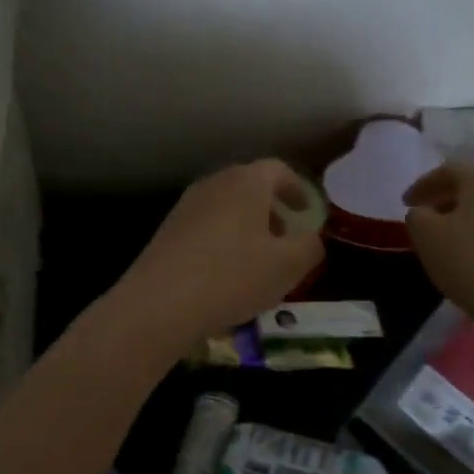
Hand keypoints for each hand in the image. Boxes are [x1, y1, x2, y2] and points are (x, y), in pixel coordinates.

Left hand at [111, 159, 325, 351]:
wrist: (161, 302)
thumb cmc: (233, 276)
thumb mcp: (287, 266)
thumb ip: (310, 247)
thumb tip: (312, 239)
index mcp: (246, 182)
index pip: (278, 170)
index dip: (296, 189)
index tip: (305, 210)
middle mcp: (214, 184)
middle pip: (249, 187)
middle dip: (270, 211)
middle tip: (284, 239)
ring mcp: (186, 206)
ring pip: (226, 209)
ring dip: (246, 228)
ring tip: (257, 262)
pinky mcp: (167, 231)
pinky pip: (205, 228)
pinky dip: (222, 242)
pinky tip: (225, 276)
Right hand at [403, 162, 473, 335]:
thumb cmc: (473, 263)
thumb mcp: (427, 237)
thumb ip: (417, 216)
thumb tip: (424, 212)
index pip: (447, 171)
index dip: (422, 185)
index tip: (405, 203)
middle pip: (471, 187)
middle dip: (444, 199)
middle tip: (424, 218)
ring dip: (464, 218)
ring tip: (447, 240)